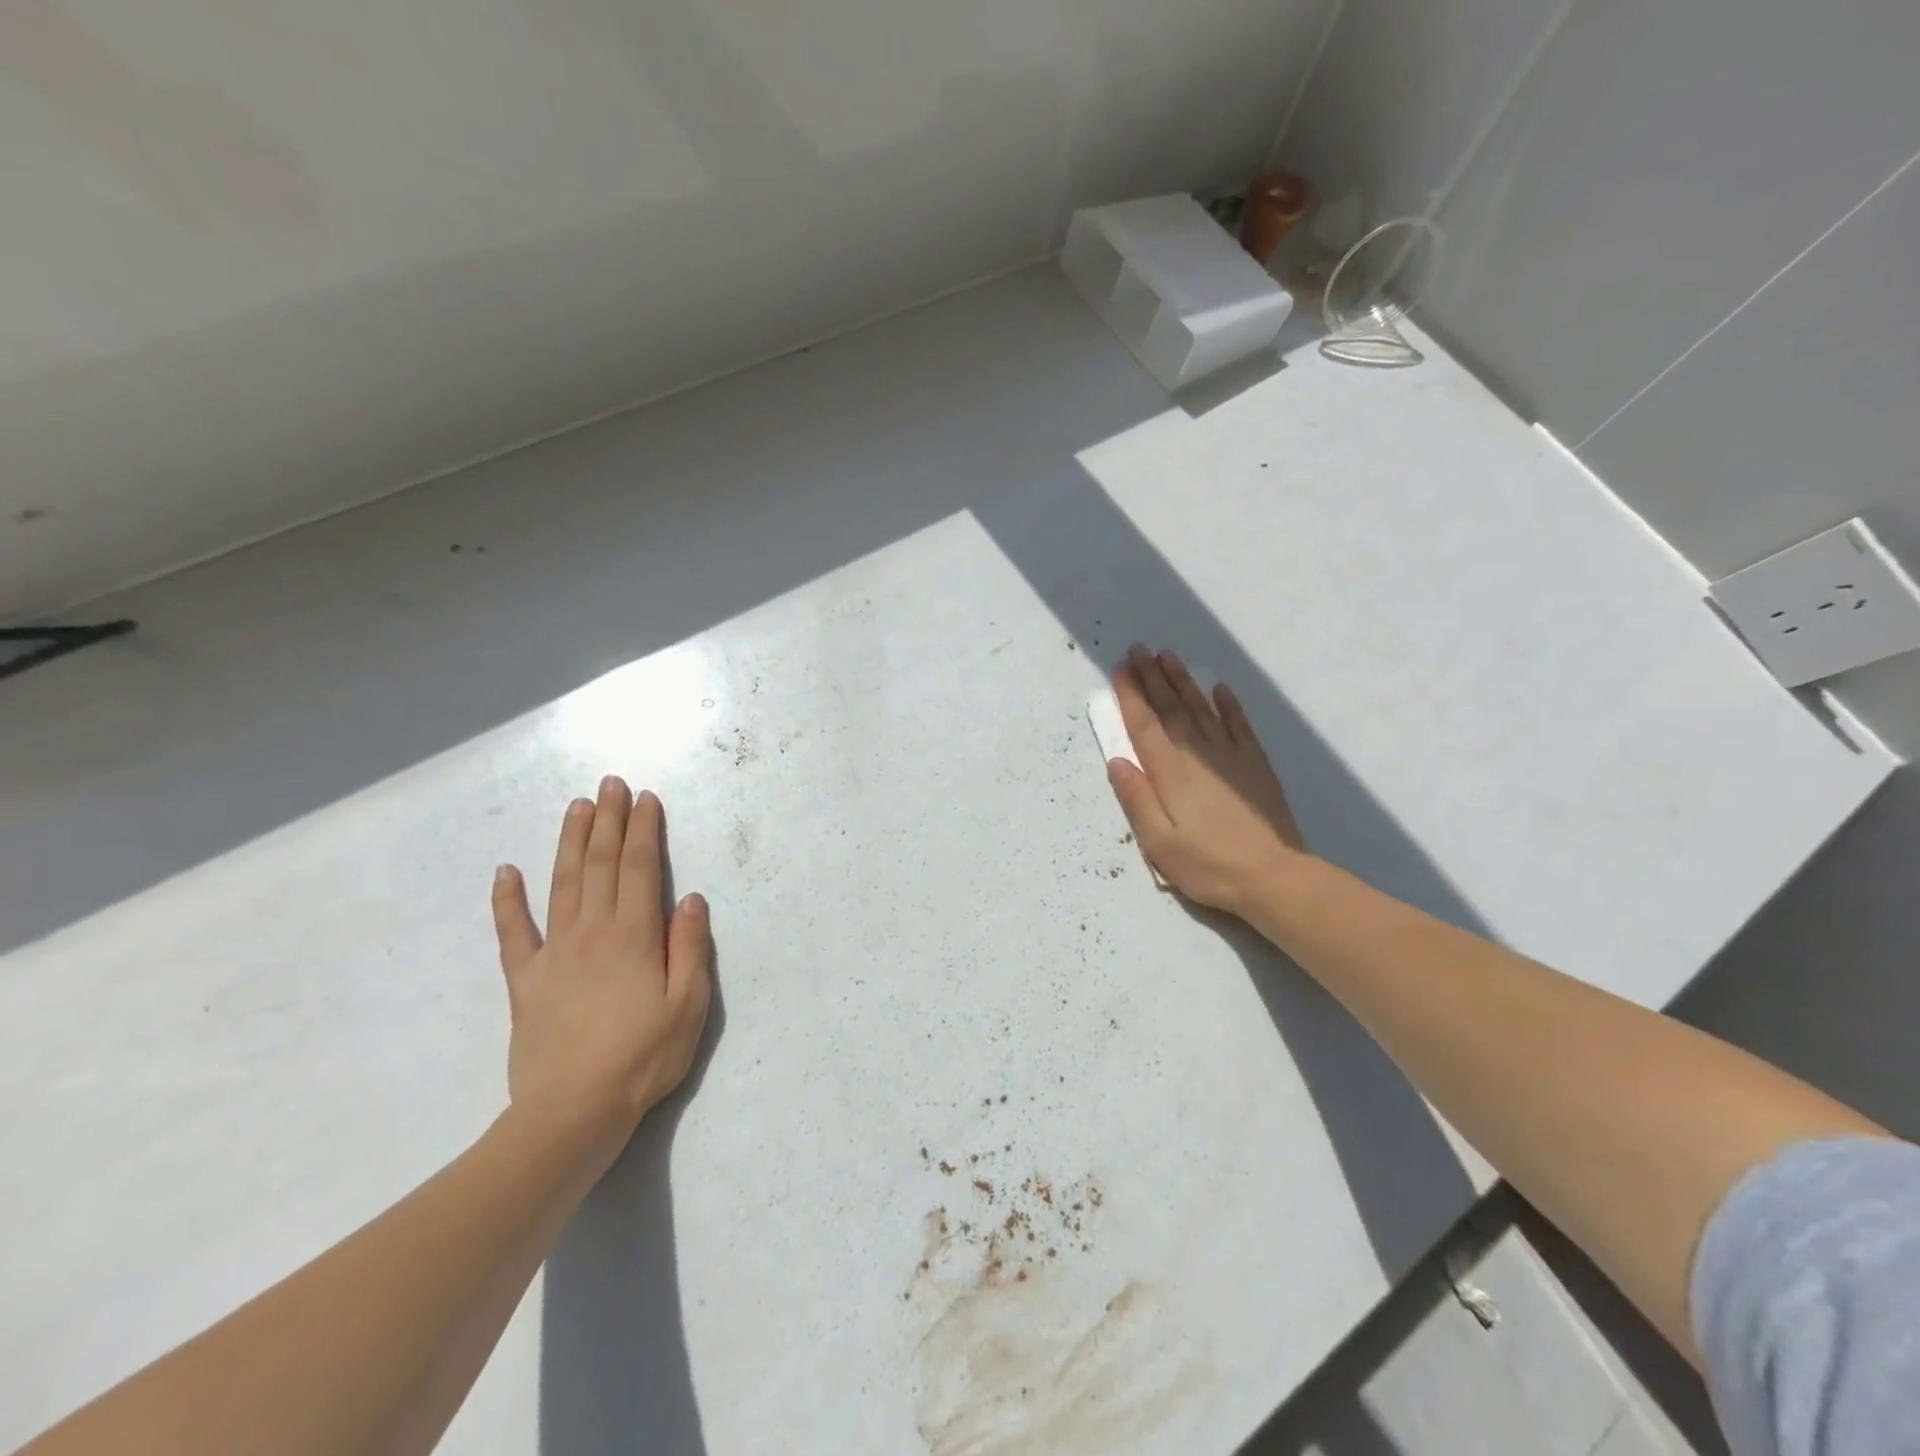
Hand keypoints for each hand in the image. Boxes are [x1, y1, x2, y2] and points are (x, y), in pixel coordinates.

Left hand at [491, 777, 711, 1157]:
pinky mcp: (526, 979)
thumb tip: (690, 898)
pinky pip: (513, 932)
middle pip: (599, 864)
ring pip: (562, 884)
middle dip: (607, 821)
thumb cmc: (642, 1058)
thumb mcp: (688, 1006)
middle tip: (609, 784)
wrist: (571, 1113)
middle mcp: (592, 932)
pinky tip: (506, 871)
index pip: (639, 868)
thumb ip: (689, 947)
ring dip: (569, 842)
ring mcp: (554, 953)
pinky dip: (508, 900)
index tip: (645, 798)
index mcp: (634, 936)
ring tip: (576, 807)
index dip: (643, 830)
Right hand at [1106, 645, 1308, 918]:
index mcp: (1168, 772)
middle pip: (1170, 708)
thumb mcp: (1158, 842)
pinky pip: (1239, 725)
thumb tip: (1117, 761)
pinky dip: (1228, 705)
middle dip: (1152, 677)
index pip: (1144, 724)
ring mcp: (1229, 756)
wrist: (1271, 876)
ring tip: (1168, 656)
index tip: (1121, 668)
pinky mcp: (1254, 765)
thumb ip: (1136, 799)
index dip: (1131, 695)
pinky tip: (1220, 688)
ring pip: (1201, 708)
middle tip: (1139, 649)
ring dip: (1183, 681)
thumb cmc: (1206, 864)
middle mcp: (1196, 755)